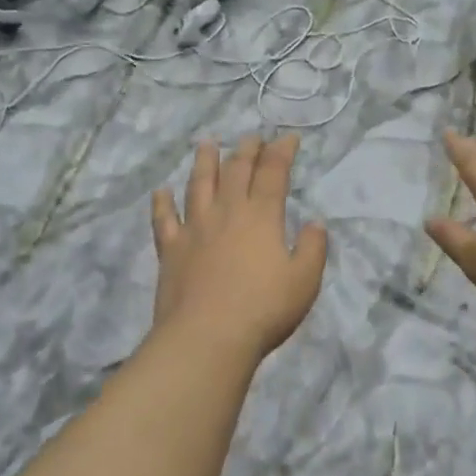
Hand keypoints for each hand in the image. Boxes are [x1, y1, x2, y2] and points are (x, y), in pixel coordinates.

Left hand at [151, 134, 328, 362]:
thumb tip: (314, 223)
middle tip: (252, 137)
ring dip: (204, 162)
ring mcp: (194, 229)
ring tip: (207, 144)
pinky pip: (164, 219)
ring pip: (198, 185)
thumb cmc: (264, 309)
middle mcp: (227, 212)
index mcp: (261, 216)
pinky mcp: (170, 250)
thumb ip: (312, 248)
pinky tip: (161, 191)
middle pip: (235, 171)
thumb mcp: (305, 280)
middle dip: (246, 150)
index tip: (288, 138)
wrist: (207, 338)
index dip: (281, 151)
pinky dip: (162, 203)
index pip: (273, 172)